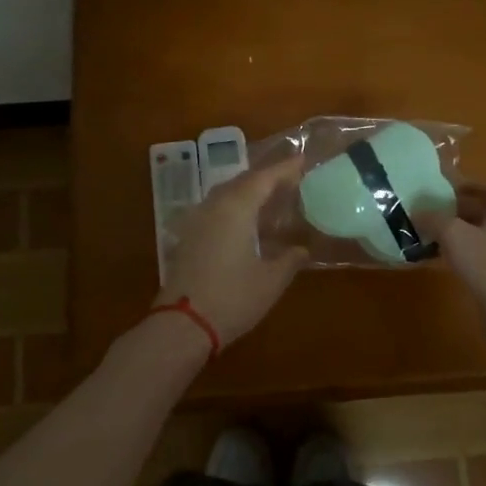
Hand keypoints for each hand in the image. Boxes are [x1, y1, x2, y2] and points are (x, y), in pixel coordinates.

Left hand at [155, 158, 309, 345]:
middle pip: (243, 181)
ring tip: (272, 196)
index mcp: (236, 208)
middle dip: (267, 177)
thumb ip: (289, 260)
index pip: (265, 178)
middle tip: (291, 178)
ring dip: (249, 190)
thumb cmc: (232, 298)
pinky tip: (247, 221)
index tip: (303, 160)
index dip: (285, 168)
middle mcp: (214, 206)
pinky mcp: (189, 238)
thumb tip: (302, 250)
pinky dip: (236, 206)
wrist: (182, 325)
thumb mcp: (271, 280)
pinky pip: (216, 209)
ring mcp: (197, 221)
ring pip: (227, 194)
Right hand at [417, 183, 485, 312]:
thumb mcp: (454, 234)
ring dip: (466, 232)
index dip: (474, 185)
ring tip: (438, 234)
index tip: (451, 189)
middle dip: (464, 210)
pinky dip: (470, 252)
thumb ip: (434, 219)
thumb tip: (418, 211)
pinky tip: (449, 260)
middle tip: (438, 211)